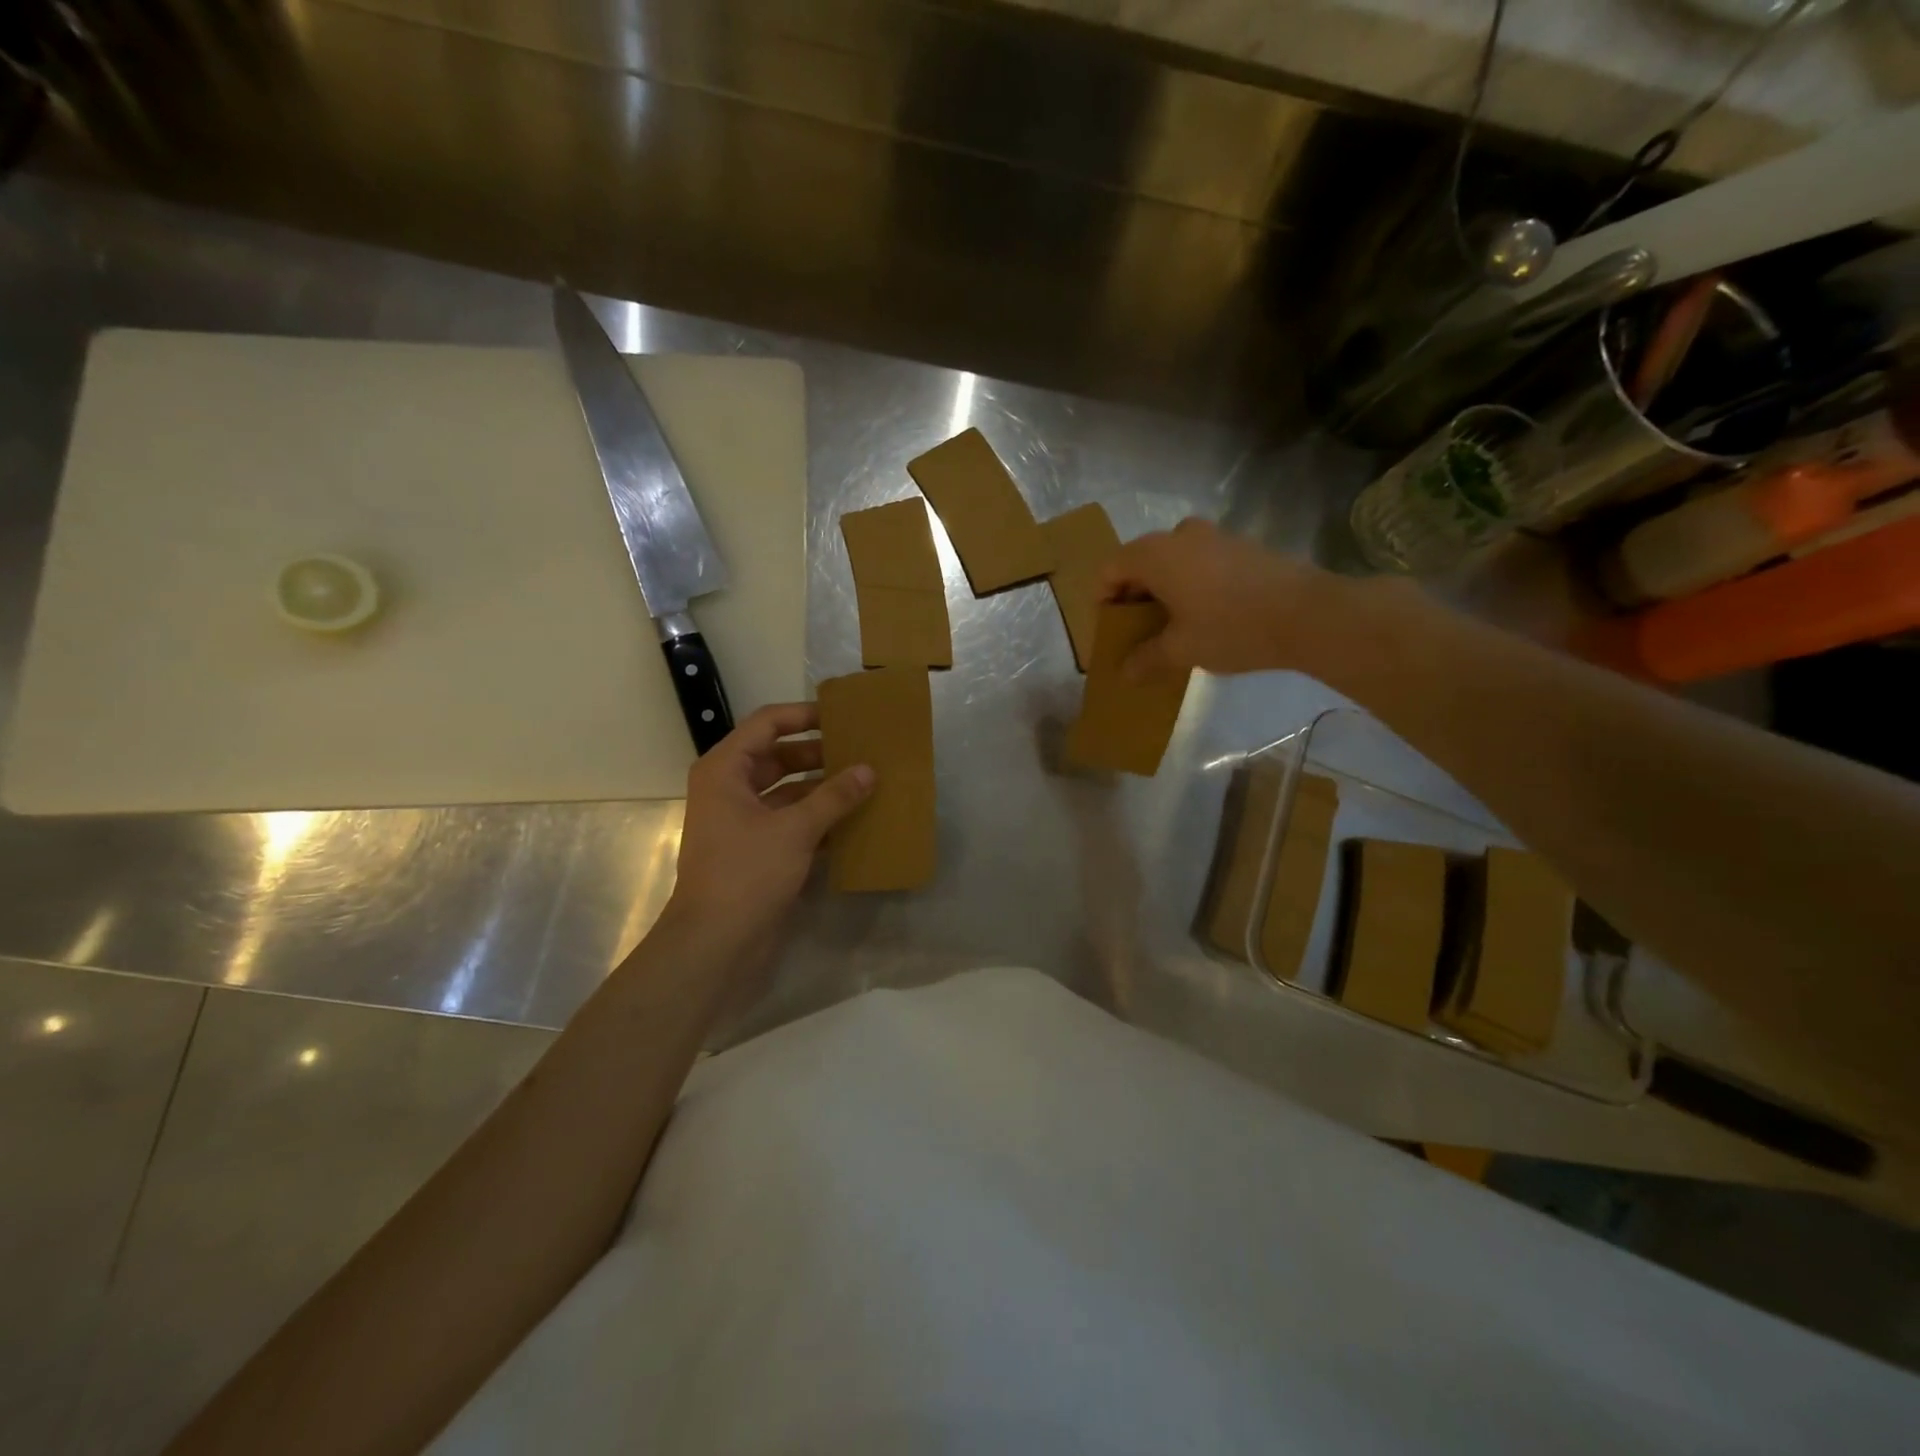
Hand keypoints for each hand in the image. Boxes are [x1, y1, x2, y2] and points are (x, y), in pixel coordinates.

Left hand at [661, 703, 873, 970]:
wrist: (715, 943)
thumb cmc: (747, 873)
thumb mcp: (794, 830)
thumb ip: (834, 797)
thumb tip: (869, 770)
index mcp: (725, 770)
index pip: (767, 724)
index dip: (803, 715)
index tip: (842, 717)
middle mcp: (730, 789)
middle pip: (779, 757)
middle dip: (819, 754)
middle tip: (861, 751)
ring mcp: (743, 822)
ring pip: (788, 792)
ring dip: (822, 788)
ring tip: (865, 783)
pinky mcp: (756, 850)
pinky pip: (791, 822)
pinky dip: (818, 819)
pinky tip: (854, 821)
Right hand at [1099, 518, 1335, 677]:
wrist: (1308, 614)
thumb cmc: (1230, 628)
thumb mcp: (1181, 651)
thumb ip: (1146, 659)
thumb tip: (1124, 672)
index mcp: (1155, 554)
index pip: (1110, 569)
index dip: (1102, 600)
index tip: (1110, 630)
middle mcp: (1180, 535)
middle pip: (1140, 562)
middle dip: (1132, 597)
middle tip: (1136, 632)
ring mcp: (1214, 536)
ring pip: (1172, 561)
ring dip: (1162, 590)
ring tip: (1170, 627)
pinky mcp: (1242, 546)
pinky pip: (1199, 562)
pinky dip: (1189, 585)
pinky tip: (1203, 616)